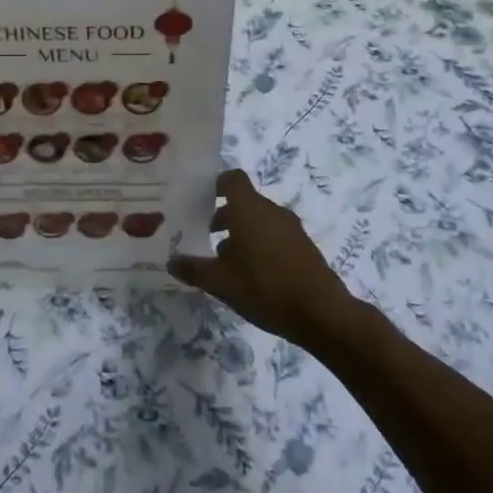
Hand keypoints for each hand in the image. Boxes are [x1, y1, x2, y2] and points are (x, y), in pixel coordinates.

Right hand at [169, 169, 360, 350]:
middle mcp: (272, 211)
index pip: (233, 179)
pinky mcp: (304, 247)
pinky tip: (250, 275)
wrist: (321, 312)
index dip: (215, 184)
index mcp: (250, 209)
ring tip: (224, 261)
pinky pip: (275, 236)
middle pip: (244, 202)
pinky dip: (260, 245)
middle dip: (223, 216)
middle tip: (204, 235)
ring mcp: (292, 229)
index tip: (200, 199)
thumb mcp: (220, 283)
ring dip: (241, 233)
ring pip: (260, 220)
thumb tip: (172, 261)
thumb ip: (193, 269)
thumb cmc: (264, 288)